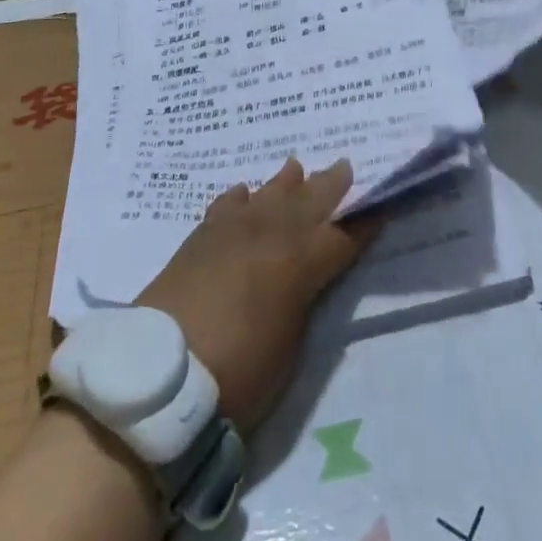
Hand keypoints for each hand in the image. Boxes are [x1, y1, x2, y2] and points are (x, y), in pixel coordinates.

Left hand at [136, 157, 373, 432]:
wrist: (159, 375)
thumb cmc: (238, 374)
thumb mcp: (290, 345)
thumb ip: (302, 299)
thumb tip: (304, 277)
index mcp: (300, 264)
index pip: (342, 236)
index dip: (364, 223)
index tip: (381, 204)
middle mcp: (270, 235)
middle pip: (308, 201)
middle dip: (330, 185)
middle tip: (345, 165)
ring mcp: (232, 231)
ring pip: (267, 195)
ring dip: (285, 183)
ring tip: (295, 167)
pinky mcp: (199, 237)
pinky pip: (226, 206)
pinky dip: (239, 198)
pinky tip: (243, 192)